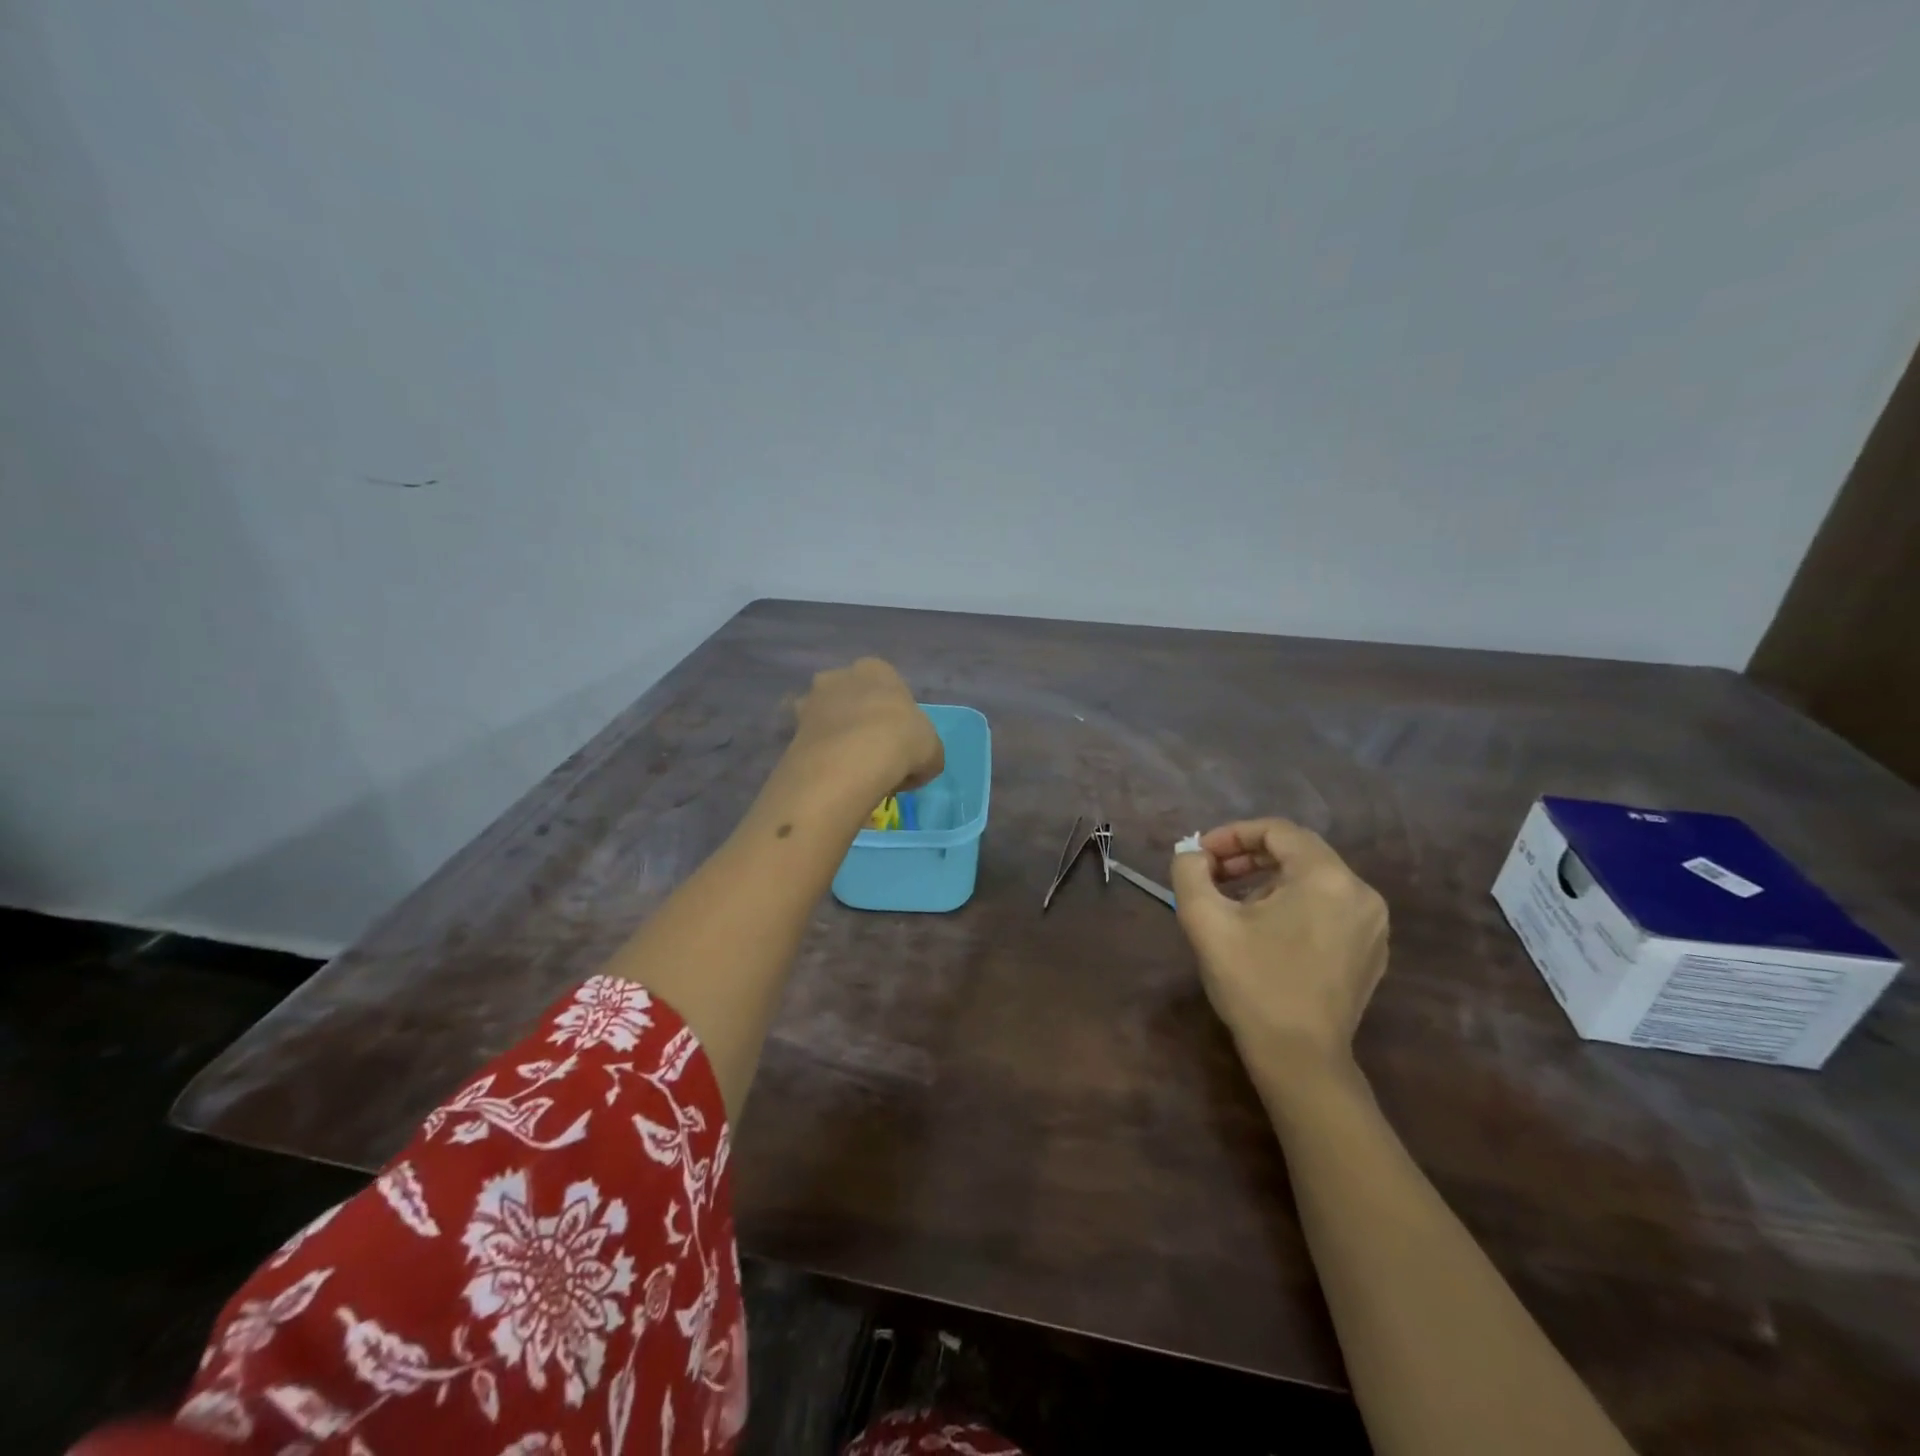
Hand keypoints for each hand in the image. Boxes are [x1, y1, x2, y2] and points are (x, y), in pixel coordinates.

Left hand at [788, 657, 943, 794]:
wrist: (852, 760)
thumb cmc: (902, 741)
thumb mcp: (933, 750)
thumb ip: (924, 752)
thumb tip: (913, 767)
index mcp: (876, 669)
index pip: (887, 686)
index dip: (895, 716)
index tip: (901, 743)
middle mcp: (838, 677)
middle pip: (850, 697)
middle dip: (858, 720)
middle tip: (873, 754)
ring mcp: (809, 702)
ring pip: (825, 719)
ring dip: (834, 738)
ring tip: (849, 771)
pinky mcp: (790, 732)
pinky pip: (810, 744)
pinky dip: (819, 759)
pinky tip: (832, 780)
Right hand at [1169, 818, 1388, 1084]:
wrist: (1299, 1058)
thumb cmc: (1252, 983)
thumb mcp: (1205, 920)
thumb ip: (1190, 872)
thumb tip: (1193, 854)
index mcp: (1326, 878)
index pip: (1277, 831)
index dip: (1232, 835)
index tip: (1201, 856)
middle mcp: (1360, 892)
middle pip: (1298, 852)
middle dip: (1249, 856)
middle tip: (1212, 874)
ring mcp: (1373, 924)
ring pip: (1314, 880)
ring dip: (1269, 880)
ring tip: (1235, 903)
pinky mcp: (1372, 950)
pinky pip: (1330, 907)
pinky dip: (1295, 904)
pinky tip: (1267, 931)